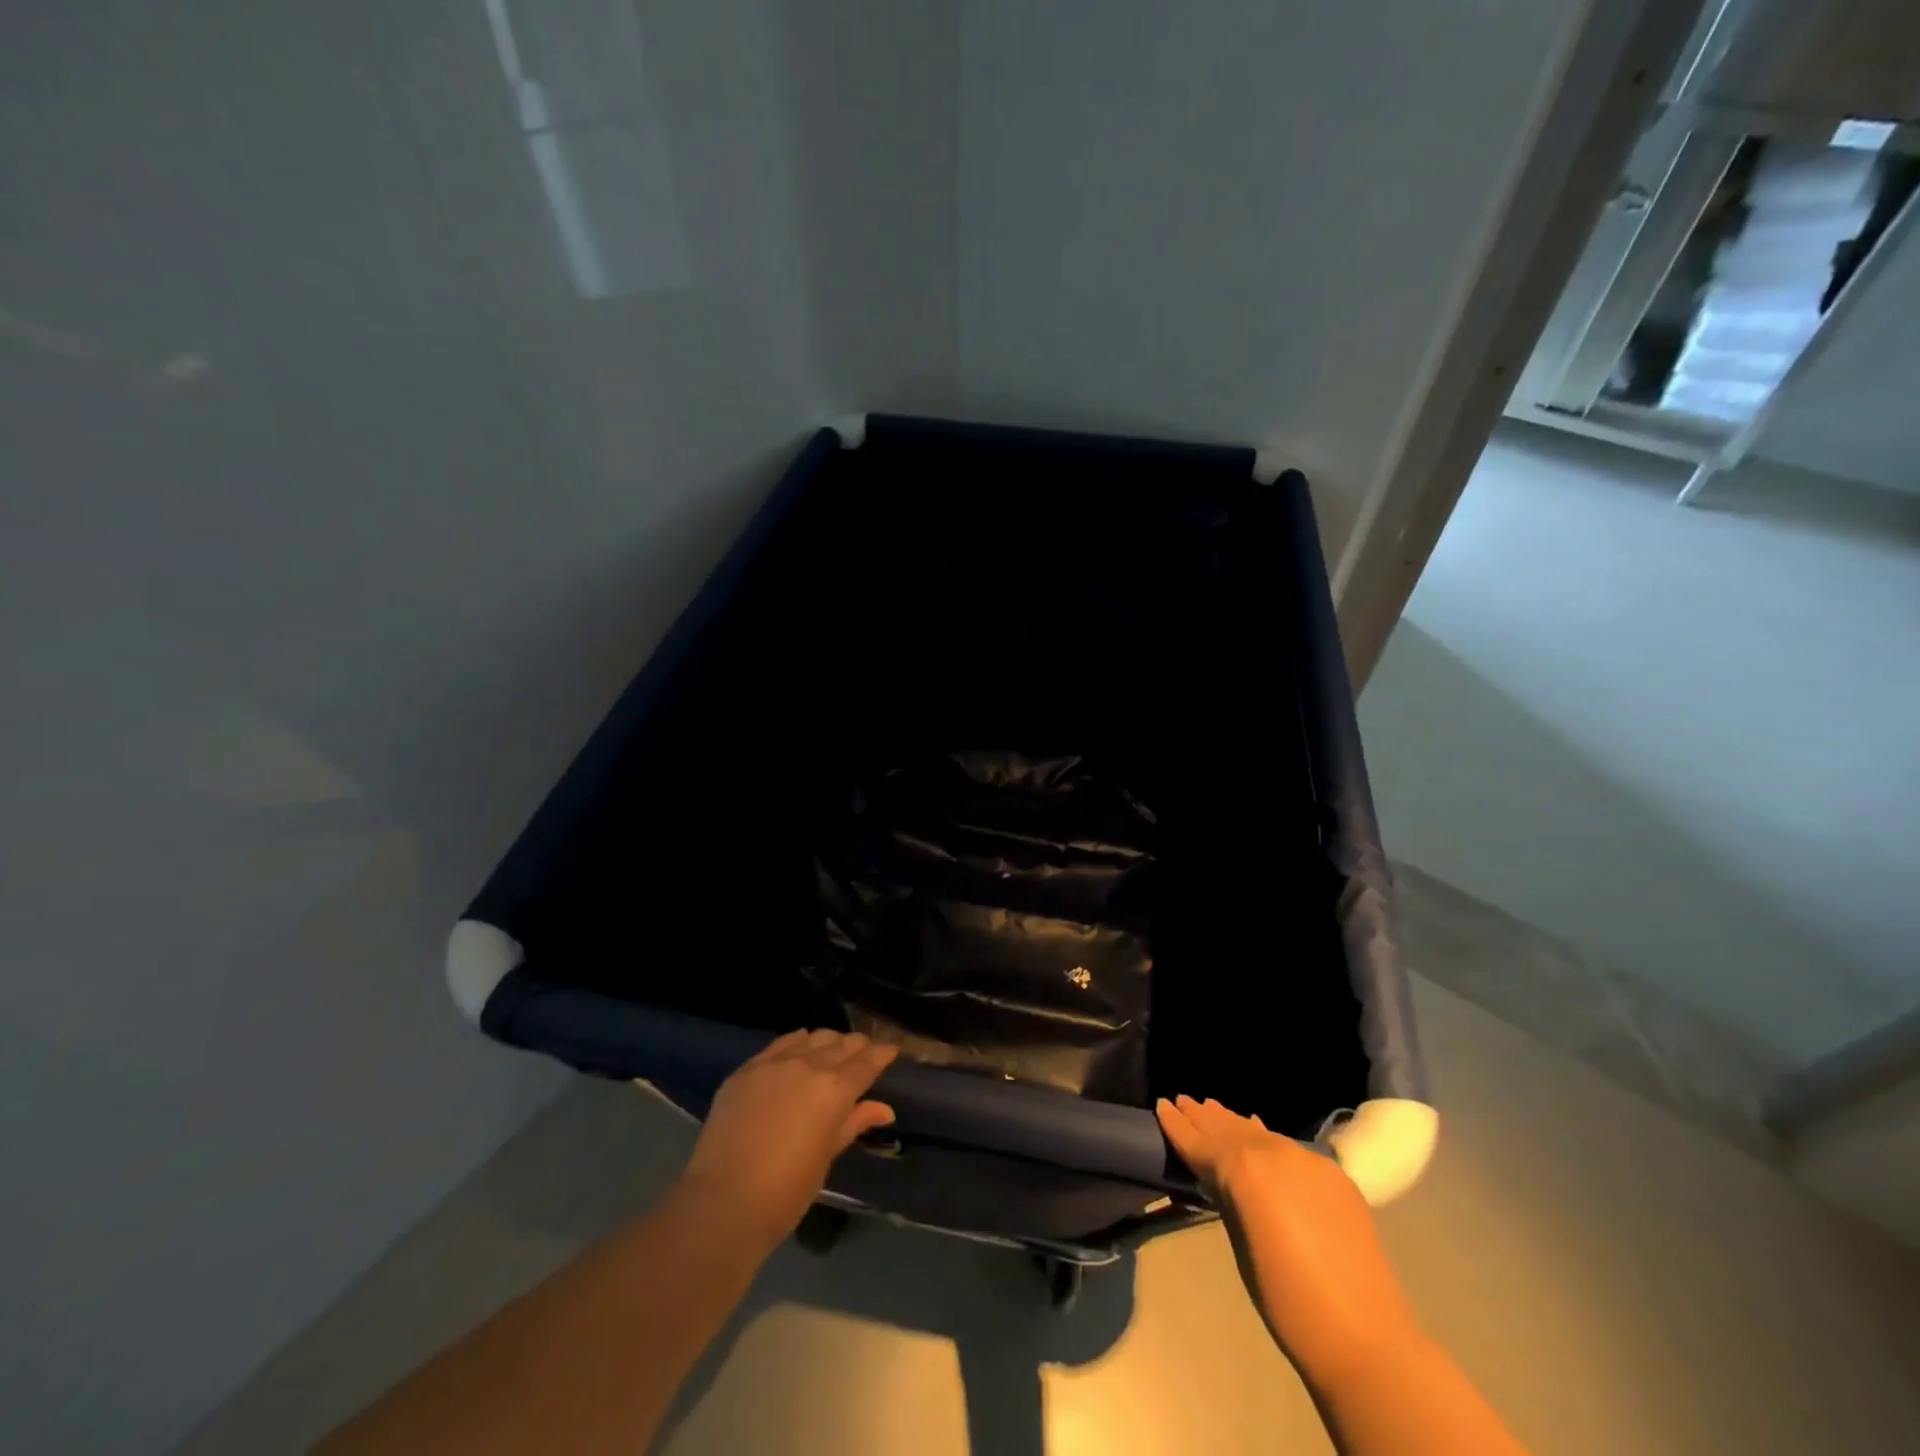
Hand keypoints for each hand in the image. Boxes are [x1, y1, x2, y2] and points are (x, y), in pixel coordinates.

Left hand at [679, 1029, 897, 1248]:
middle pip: (841, 1043)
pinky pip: (779, 1044)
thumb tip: (884, 1109)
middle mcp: (808, 1065)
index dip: (882, 1053)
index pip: (867, 1061)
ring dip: (827, 1042)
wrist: (723, 1201)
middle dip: (857, 1047)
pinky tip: (798, 1048)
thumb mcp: (827, 1156)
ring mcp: (774, 1063)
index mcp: (834, 1089)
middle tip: (864, 1055)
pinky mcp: (746, 1069)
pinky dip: (796, 1043)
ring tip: (831, 1052)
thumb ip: (854, 1123)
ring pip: (811, 1037)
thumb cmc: (786, 1191)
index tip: (892, 1050)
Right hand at [1157, 1095, 1420, 1380]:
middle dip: (1204, 1117)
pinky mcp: (1333, 1173)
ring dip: (1234, 1123)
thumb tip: (1216, 1177)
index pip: (1202, 1142)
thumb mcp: (1240, 1246)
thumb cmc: (1286, 1301)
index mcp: (1245, 1169)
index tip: (1161, 1105)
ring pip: (1260, 1133)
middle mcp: (1274, 1152)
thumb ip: (1226, 1199)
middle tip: (1182, 1100)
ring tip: (1211, 1108)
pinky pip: (1288, 1147)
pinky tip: (1257, 1132)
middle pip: (1230, 1130)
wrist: (1365, 1337)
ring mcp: (1307, 1159)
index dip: (1178, 1126)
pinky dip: (1266, 1139)